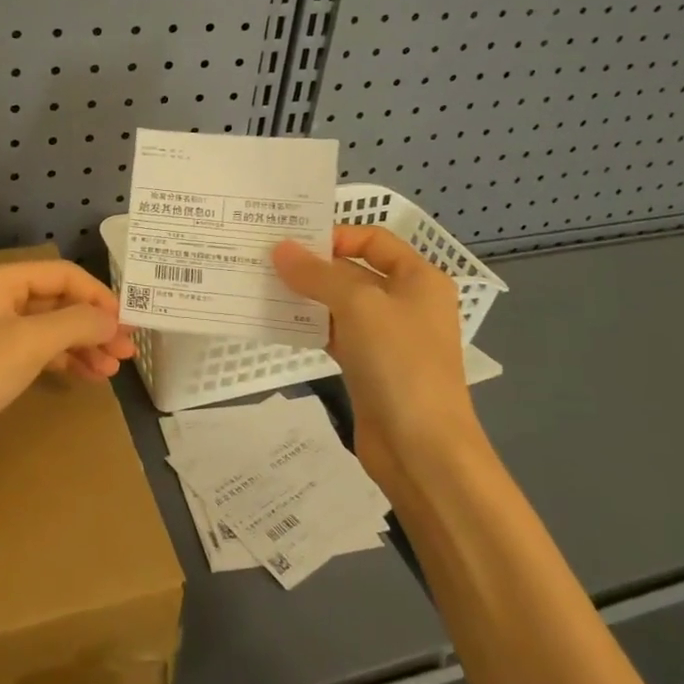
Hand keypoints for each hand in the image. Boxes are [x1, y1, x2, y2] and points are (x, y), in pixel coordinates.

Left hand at [0, 260, 135, 485]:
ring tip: (110, 371)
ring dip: (81, 345)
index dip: (99, 295)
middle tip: (125, 352)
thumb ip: (78, 323)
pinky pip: (34, 351)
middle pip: (56, 301)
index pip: (63, 275)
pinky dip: (61, 361)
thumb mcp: (31, 343)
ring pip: (47, 329)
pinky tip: (84, 376)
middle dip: (93, 324)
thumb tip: (112, 320)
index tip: (127, 324)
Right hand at [273, 227, 482, 489]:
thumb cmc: (399, 362)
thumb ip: (317, 275)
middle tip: (264, 259)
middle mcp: (405, 302)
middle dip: (312, 265)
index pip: (373, 239)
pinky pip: (334, 334)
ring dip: (306, 296)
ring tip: (262, 286)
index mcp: (418, 278)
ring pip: (340, 304)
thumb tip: (280, 249)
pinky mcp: (368, 366)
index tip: (292, 241)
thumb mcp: (358, 306)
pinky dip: (310, 326)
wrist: (422, 448)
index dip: (335, 235)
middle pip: (354, 270)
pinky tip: (278, 322)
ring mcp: (386, 337)